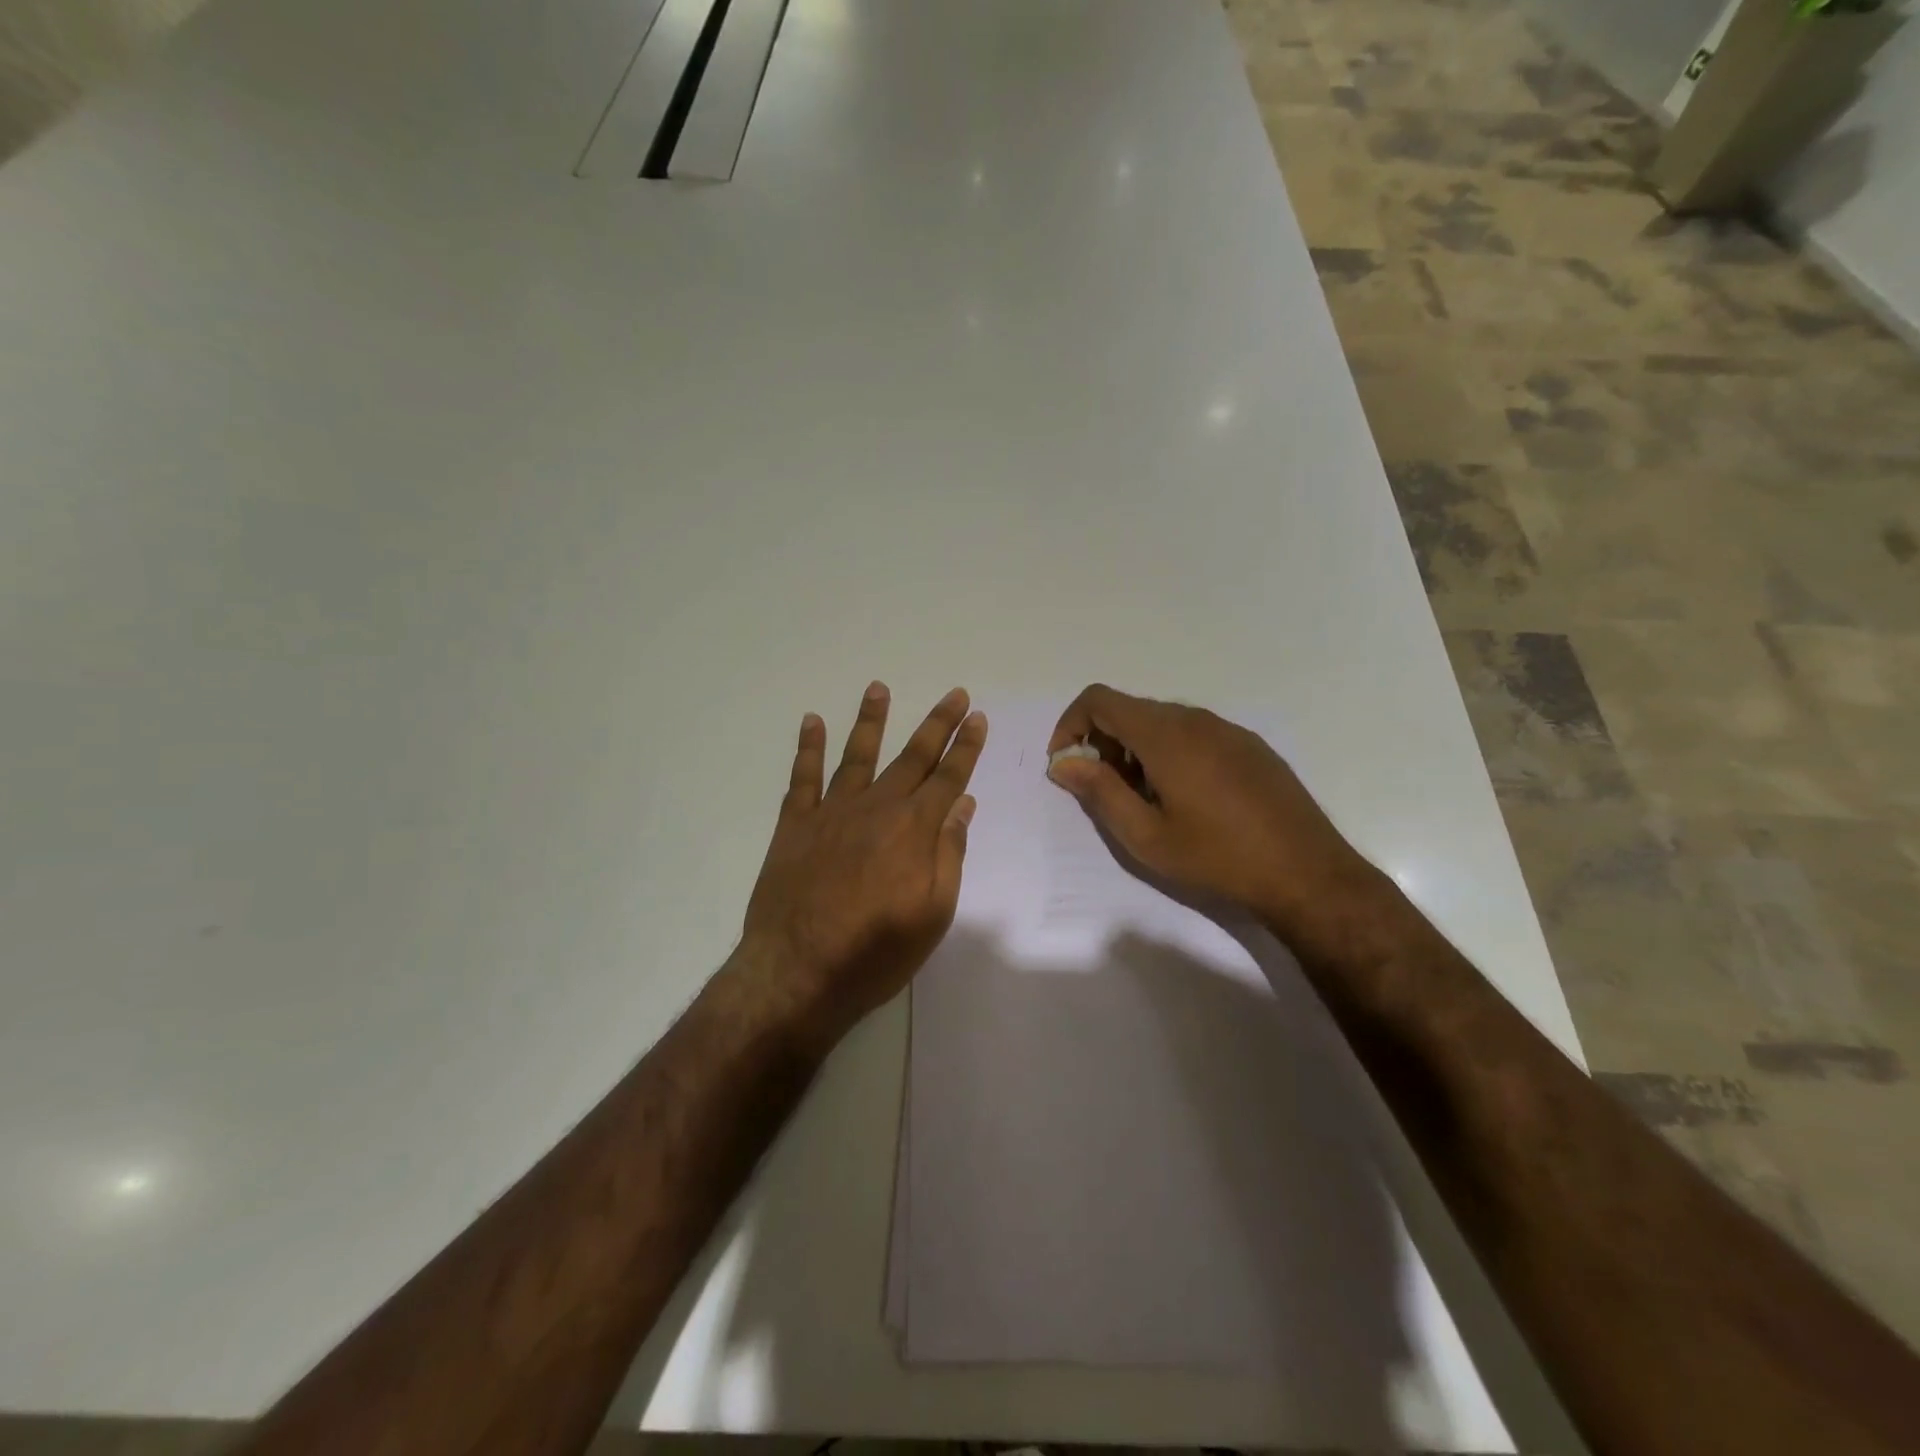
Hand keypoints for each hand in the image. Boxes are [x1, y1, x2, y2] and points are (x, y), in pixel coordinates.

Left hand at [740, 682, 987, 1052]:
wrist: (797, 973)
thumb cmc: (875, 952)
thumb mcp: (933, 913)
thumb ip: (949, 853)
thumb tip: (962, 804)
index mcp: (913, 829)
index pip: (949, 777)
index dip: (966, 746)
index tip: (977, 717)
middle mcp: (876, 808)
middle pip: (912, 757)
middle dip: (936, 724)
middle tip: (954, 694)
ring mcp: (832, 812)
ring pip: (857, 755)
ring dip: (871, 720)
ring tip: (879, 688)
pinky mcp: (795, 825)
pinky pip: (803, 777)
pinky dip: (808, 747)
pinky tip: (812, 721)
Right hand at [1046, 684, 1390, 945]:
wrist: (1306, 873)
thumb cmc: (1216, 857)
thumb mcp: (1145, 835)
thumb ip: (1099, 791)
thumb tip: (1064, 762)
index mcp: (1165, 734)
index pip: (1100, 700)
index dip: (1071, 724)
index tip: (1066, 763)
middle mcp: (1195, 719)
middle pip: (1130, 709)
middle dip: (1103, 742)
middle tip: (1104, 790)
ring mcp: (1227, 729)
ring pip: (1163, 722)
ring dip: (1136, 749)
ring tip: (1144, 799)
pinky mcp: (1249, 745)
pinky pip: (1194, 733)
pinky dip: (1169, 752)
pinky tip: (1186, 797)